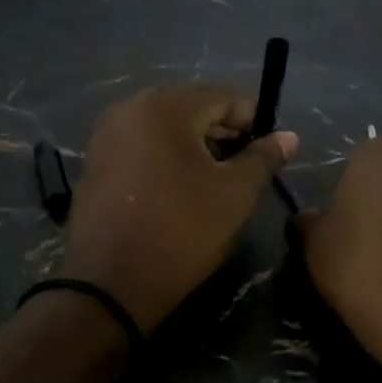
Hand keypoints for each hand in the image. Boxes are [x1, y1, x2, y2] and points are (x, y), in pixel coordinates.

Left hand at [60, 85, 296, 332]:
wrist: (109, 286)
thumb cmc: (180, 233)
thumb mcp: (234, 196)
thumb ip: (263, 158)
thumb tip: (288, 136)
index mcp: (164, 106)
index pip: (224, 96)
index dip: (254, 121)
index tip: (268, 154)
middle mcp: (128, 108)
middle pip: (191, 107)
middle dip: (222, 134)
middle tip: (244, 170)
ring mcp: (105, 134)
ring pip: (164, 127)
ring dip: (194, 147)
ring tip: (213, 183)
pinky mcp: (94, 161)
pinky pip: (140, 146)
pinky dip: (164, 158)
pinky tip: (177, 190)